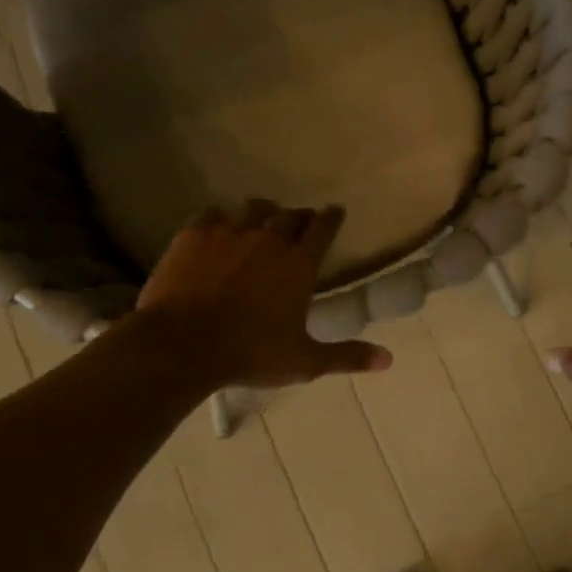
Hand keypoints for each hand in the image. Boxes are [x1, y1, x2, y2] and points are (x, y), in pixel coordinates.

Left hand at [137, 201, 390, 389]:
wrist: (182, 344)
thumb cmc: (250, 353)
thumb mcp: (304, 361)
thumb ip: (347, 356)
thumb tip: (389, 360)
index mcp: (298, 266)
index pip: (322, 230)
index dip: (331, 218)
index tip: (336, 210)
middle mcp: (268, 240)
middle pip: (289, 216)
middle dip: (299, 216)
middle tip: (302, 220)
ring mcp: (229, 234)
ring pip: (252, 210)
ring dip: (263, 212)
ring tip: (263, 218)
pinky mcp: (194, 236)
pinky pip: (213, 215)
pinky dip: (222, 218)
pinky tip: (219, 226)